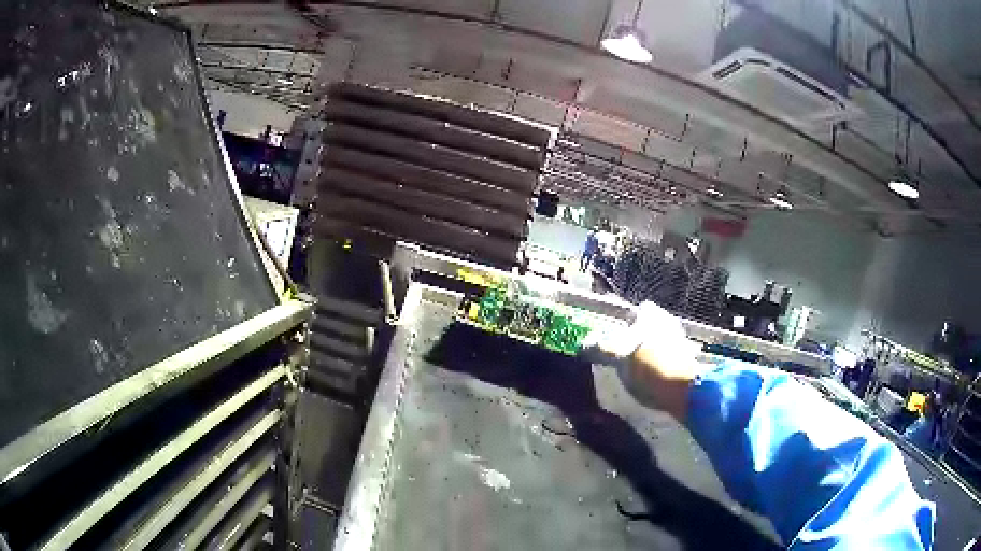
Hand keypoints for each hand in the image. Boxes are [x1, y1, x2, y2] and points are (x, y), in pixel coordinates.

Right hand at [581, 301, 701, 420]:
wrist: (685, 391)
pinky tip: (649, 382)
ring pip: (659, 343)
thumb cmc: (649, 368)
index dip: (624, 321)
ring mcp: (681, 342)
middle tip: (621, 355)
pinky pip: (667, 360)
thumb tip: (583, 344)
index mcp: (653, 315)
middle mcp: (669, 323)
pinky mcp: (687, 362)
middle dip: (636, 339)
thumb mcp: (618, 358)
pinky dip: (658, 368)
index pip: (636, 311)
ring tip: (633, 372)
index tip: (612, 336)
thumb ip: (601, 349)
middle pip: (649, 327)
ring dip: (648, 354)